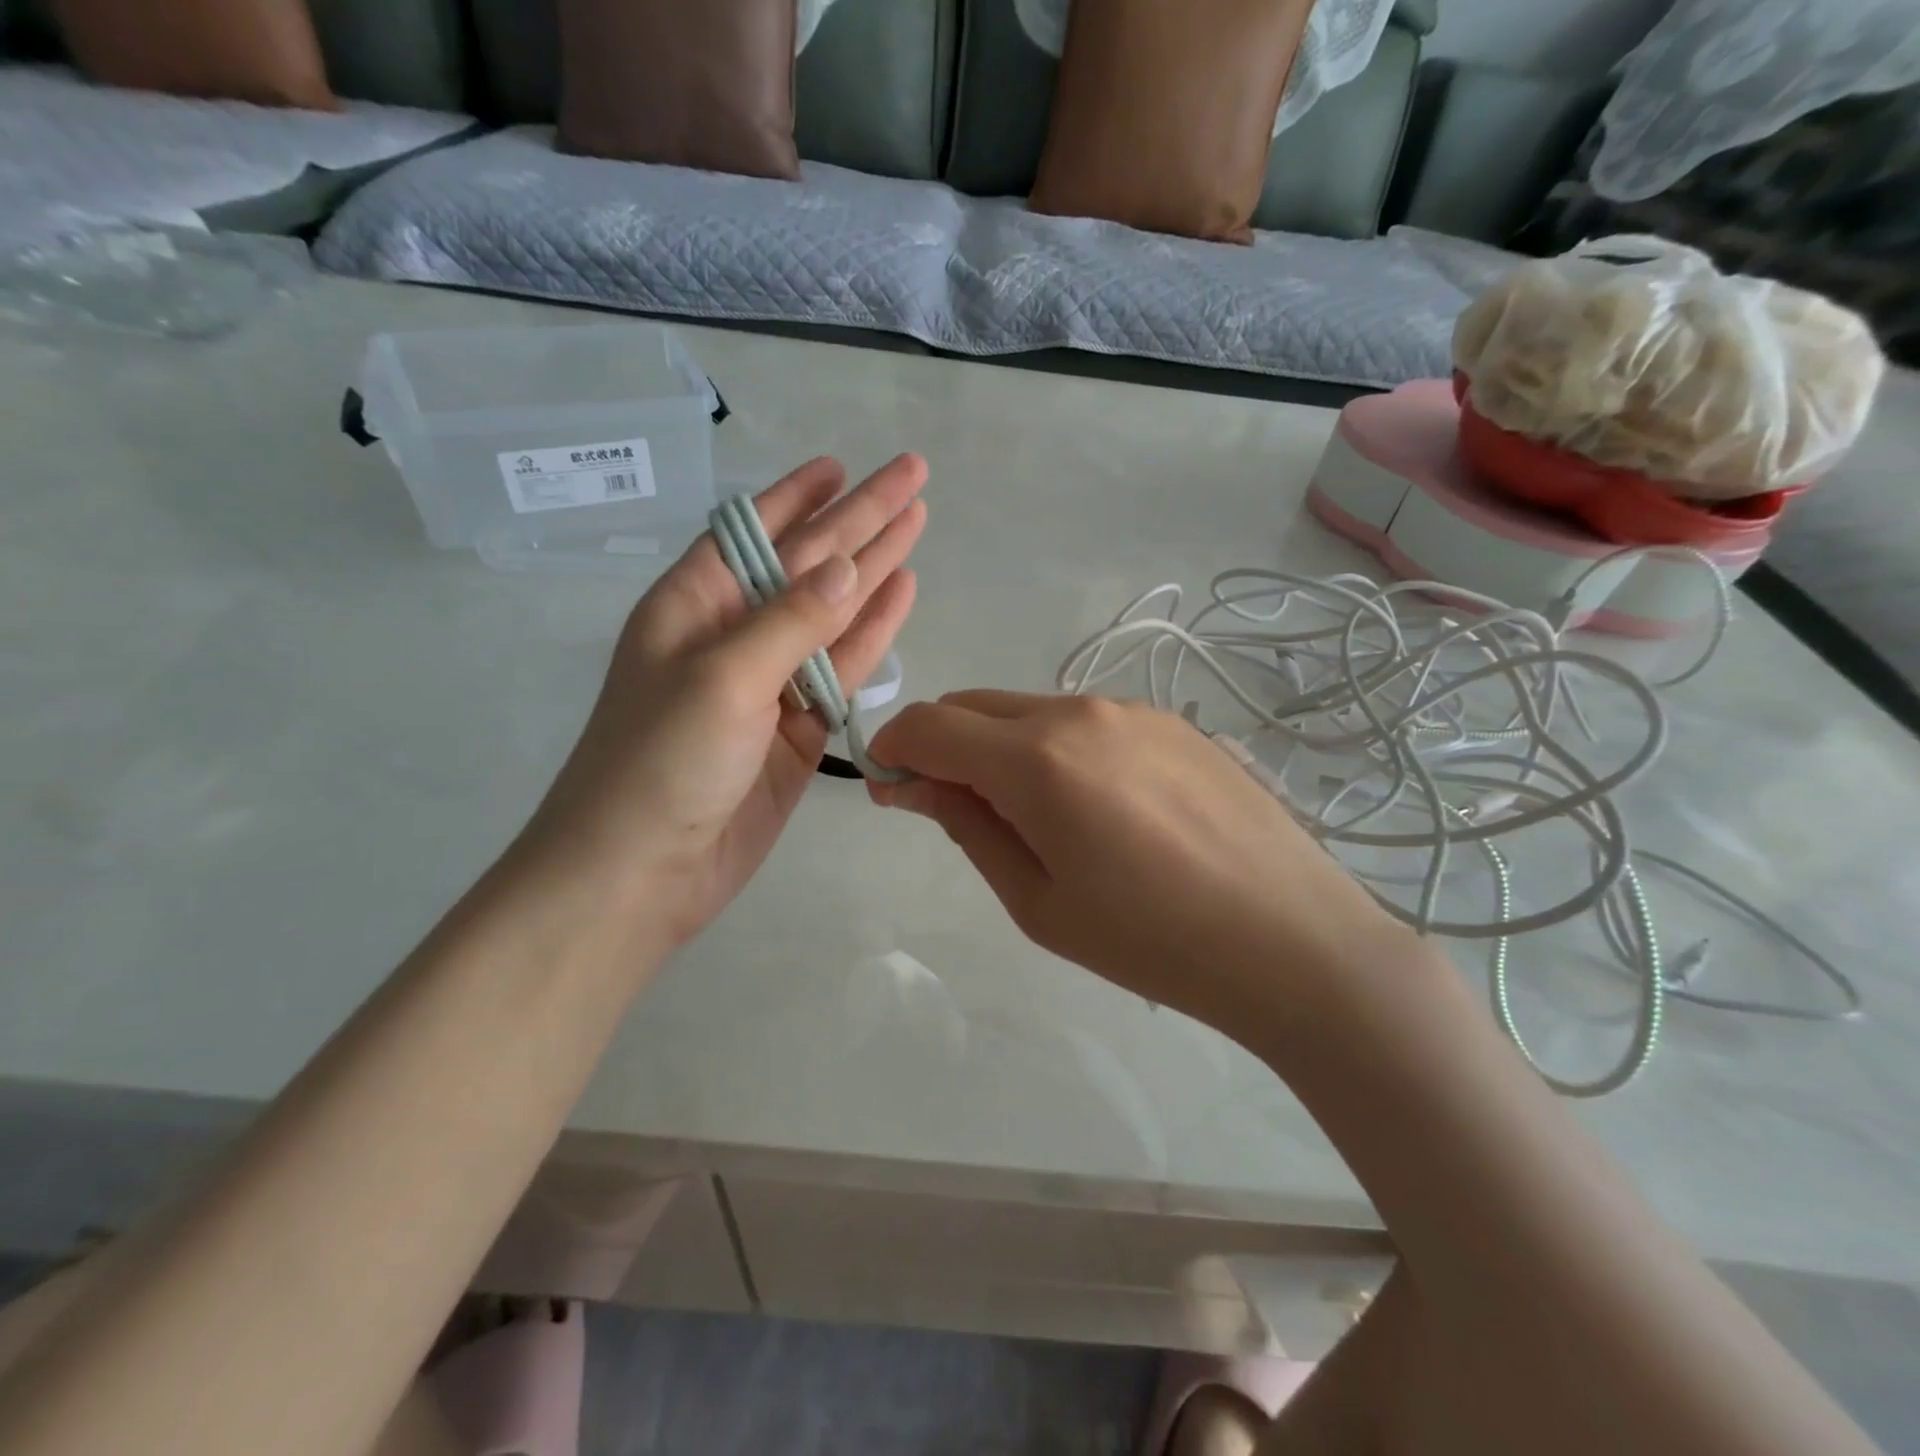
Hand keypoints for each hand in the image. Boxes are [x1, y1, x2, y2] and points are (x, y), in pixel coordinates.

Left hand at [517, 454, 927, 946]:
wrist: (643, 872)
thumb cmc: (659, 763)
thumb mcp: (720, 679)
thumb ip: (789, 622)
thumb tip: (849, 565)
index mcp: (694, 605)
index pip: (752, 531)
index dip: (797, 495)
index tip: (840, 464)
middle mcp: (733, 634)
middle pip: (807, 563)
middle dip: (859, 519)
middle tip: (912, 475)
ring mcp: (770, 682)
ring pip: (834, 613)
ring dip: (875, 569)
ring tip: (917, 522)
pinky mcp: (799, 728)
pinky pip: (843, 670)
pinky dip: (873, 634)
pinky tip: (901, 593)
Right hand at [867, 692, 1417, 1033]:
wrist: (1293, 940)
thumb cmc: (1151, 941)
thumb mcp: (1038, 900)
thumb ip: (967, 826)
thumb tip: (911, 783)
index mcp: (1037, 759)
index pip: (931, 725)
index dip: (894, 749)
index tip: (888, 788)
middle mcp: (1079, 712)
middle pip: (975, 704)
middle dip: (942, 744)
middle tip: (952, 807)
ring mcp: (1131, 709)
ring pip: (1029, 710)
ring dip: (1001, 747)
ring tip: (1035, 818)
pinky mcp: (1171, 721)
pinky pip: (1084, 721)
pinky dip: (1055, 748)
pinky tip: (1097, 808)